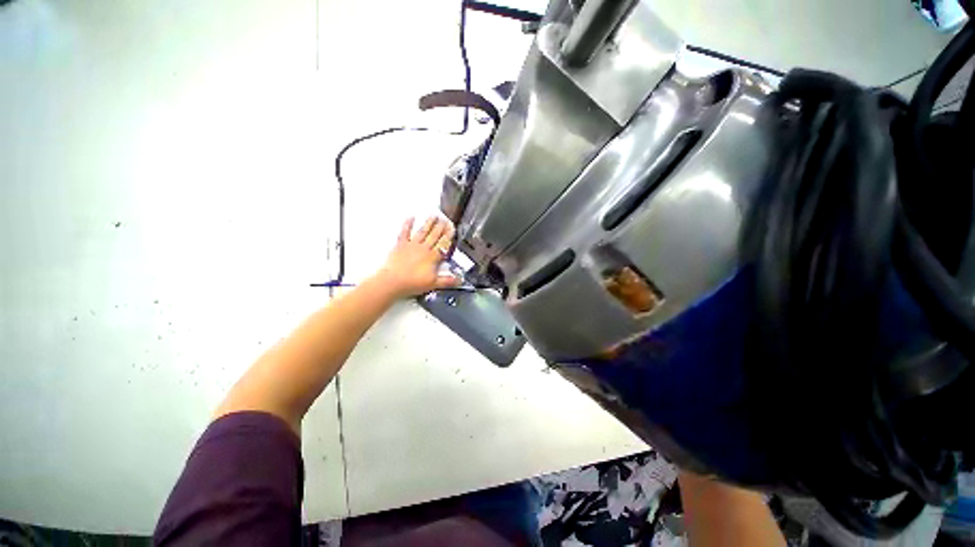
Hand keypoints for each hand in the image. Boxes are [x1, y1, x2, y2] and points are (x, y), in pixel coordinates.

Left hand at [372, 216, 460, 297]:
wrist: (393, 281)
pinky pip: (405, 232)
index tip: (452, 228)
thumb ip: (448, 281)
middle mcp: (424, 248)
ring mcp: (412, 245)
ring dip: (429, 223)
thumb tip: (460, 280)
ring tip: (434, 215)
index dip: (448, 235)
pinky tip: (411, 217)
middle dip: (441, 227)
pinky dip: (408, 224)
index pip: (443, 243)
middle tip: (445, 218)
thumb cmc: (413, 283)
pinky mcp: (400, 245)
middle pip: (434, 235)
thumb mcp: (434, 284)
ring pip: (423, 231)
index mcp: (432, 257)